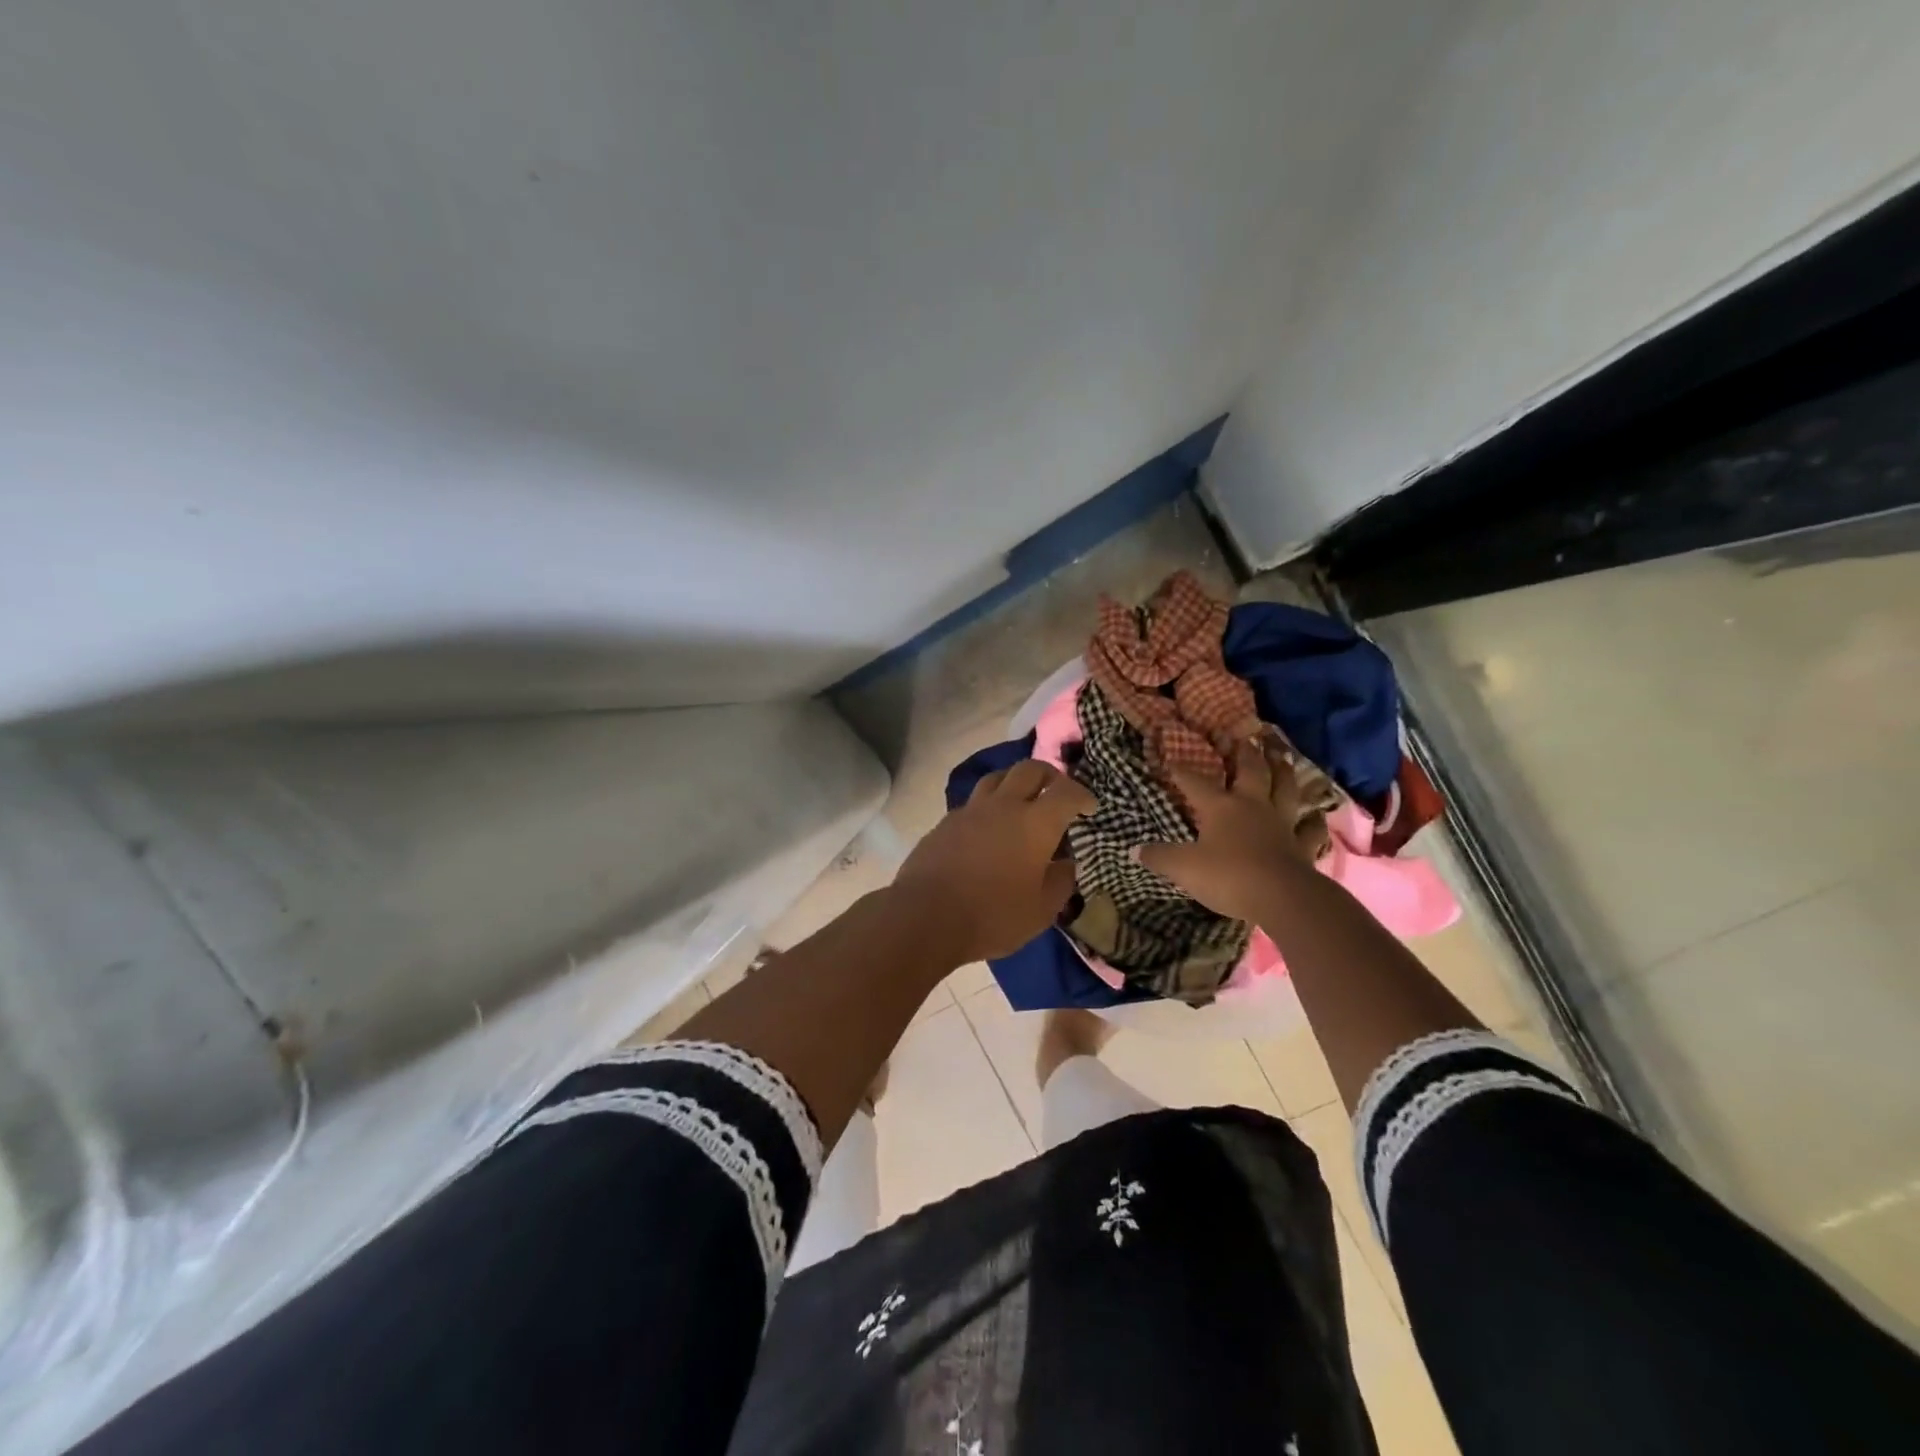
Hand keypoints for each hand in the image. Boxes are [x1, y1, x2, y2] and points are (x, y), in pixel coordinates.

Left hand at [892, 761, 1097, 962]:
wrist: (926, 915)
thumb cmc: (993, 915)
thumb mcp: (1041, 910)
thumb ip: (1061, 881)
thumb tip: (1066, 863)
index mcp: (1036, 823)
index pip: (1066, 792)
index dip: (1082, 795)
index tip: (1089, 807)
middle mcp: (1004, 805)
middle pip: (1030, 769)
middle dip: (1050, 776)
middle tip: (1057, 792)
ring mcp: (971, 810)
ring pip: (998, 778)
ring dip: (1015, 782)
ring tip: (1022, 801)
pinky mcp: (946, 822)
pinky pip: (974, 802)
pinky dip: (989, 805)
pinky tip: (989, 827)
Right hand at [1135, 734, 1317, 921]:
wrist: (1281, 898)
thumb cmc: (1228, 876)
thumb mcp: (1183, 868)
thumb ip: (1160, 857)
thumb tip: (1135, 850)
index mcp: (1220, 807)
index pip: (1195, 782)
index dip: (1181, 771)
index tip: (1171, 760)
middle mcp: (1253, 807)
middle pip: (1251, 772)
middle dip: (1245, 754)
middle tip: (1245, 737)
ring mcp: (1282, 824)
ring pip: (1285, 789)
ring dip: (1283, 772)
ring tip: (1282, 756)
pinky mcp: (1302, 847)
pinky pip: (1311, 830)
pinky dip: (1313, 821)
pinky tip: (1316, 816)